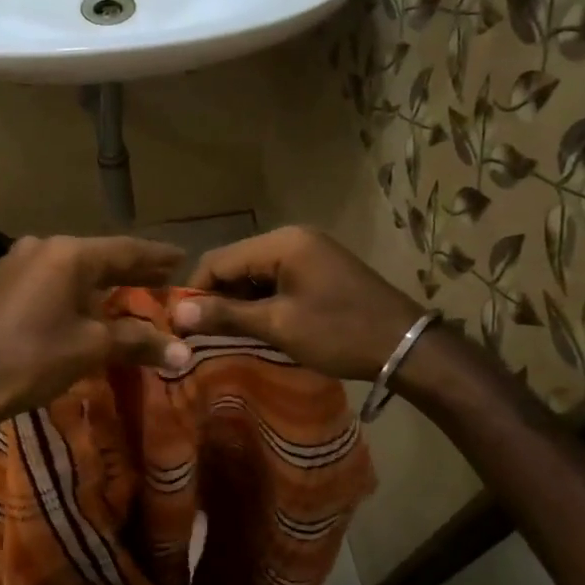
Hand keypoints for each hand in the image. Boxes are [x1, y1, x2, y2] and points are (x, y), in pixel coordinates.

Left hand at [0, 234, 192, 430]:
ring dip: (98, 280)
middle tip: (162, 274)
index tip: (182, 257)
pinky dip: (70, 288)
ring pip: (69, 267)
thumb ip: (138, 341)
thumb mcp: (92, 348)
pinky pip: (46, 278)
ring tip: (125, 289)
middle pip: (97, 256)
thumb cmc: (34, 359)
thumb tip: (183, 352)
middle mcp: (41, 247)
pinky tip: (79, 302)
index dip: (156, 256)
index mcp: (68, 255)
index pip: (125, 250)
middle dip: (130, 269)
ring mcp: (14, 262)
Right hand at [172, 226, 424, 382]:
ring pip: (254, 272)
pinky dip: (262, 300)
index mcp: (282, 243)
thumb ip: (226, 316)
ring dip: (239, 301)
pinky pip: (276, 279)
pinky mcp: (319, 268)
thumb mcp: (278, 325)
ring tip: (227, 333)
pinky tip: (257, 325)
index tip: (181, 325)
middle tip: (202, 334)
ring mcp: (309, 251)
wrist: (406, 346)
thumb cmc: (339, 333)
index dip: (195, 292)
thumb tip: (178, 315)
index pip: (218, 260)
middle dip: (217, 297)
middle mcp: (293, 237)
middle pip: (236, 263)